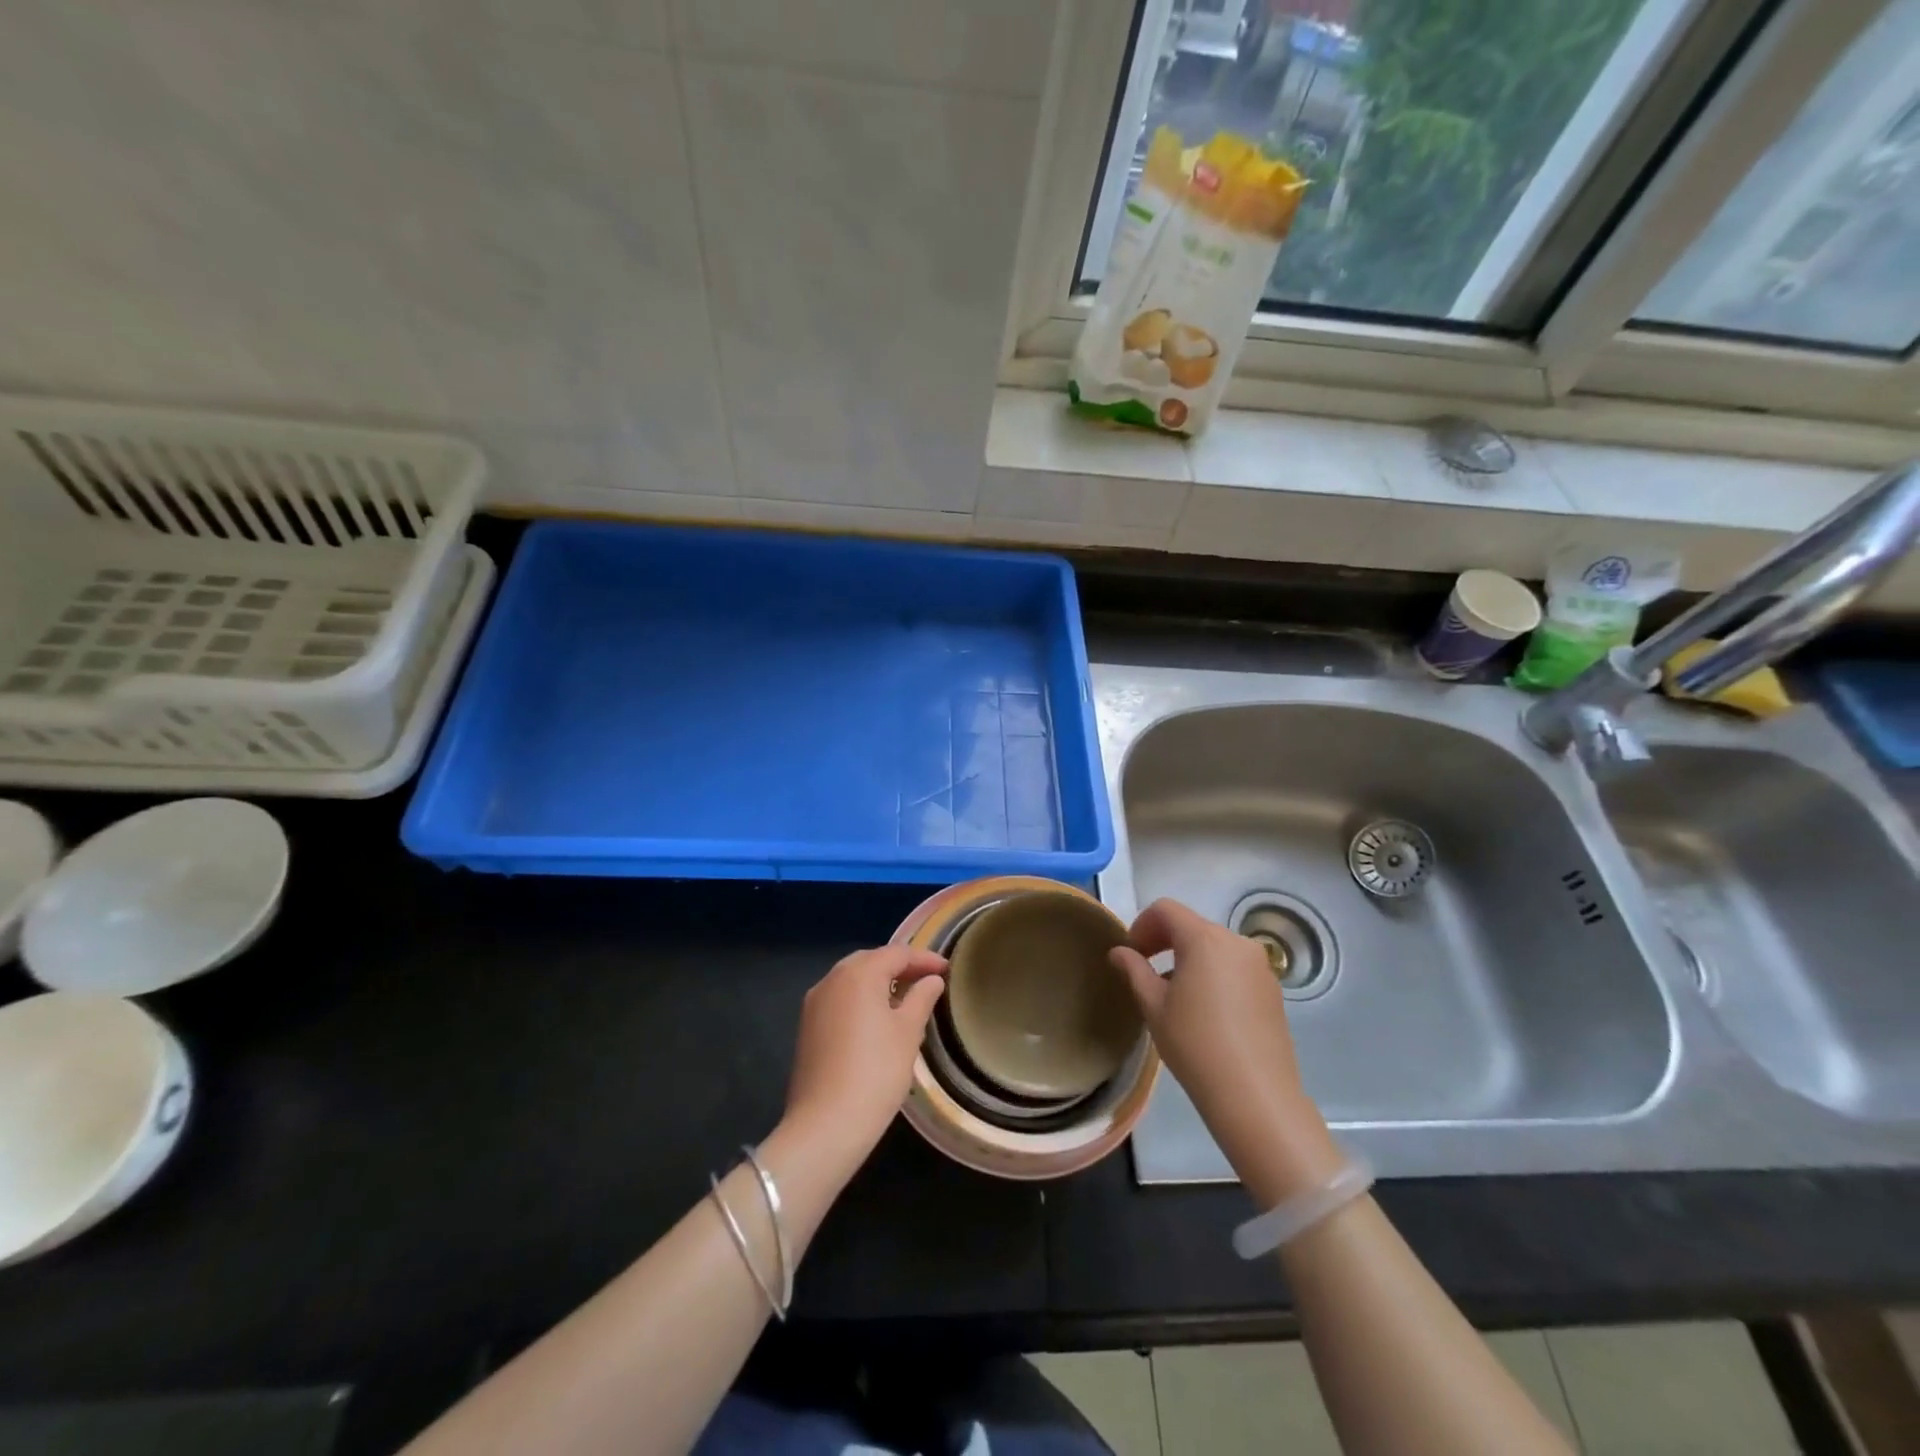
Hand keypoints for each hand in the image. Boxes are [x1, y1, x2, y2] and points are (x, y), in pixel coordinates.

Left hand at [782, 945, 946, 1175]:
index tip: (947, 969)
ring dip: (879, 982)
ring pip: (852, 979)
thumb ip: (921, 998)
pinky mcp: (807, 1026)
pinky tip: (878, 1018)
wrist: (825, 1125)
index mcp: (858, 973)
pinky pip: (839, 999)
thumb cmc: (876, 1072)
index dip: (924, 959)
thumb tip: (931, 980)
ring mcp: (814, 1003)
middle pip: (871, 961)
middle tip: (927, 980)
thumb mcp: (908, 1032)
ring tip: (906, 998)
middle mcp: (832, 979)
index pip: (897, 953)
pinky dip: (861, 999)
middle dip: (899, 967)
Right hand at [1110, 899, 1342, 1203]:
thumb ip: (1134, 970)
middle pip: (1192, 926)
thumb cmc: (1195, 1044)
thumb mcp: (1154, 1006)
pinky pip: (1235, 967)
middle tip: (1145, 971)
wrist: (1255, 1095)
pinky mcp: (1273, 989)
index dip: (1142, 925)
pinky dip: (1214, 974)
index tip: (1130, 953)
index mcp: (1204, 938)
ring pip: (1215, 947)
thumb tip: (1120, 952)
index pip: (1166, 910)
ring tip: (1174, 994)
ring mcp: (1260, 965)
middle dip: (1165, 941)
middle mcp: (1236, 942)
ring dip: (1189, 958)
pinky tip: (1205, 1010)